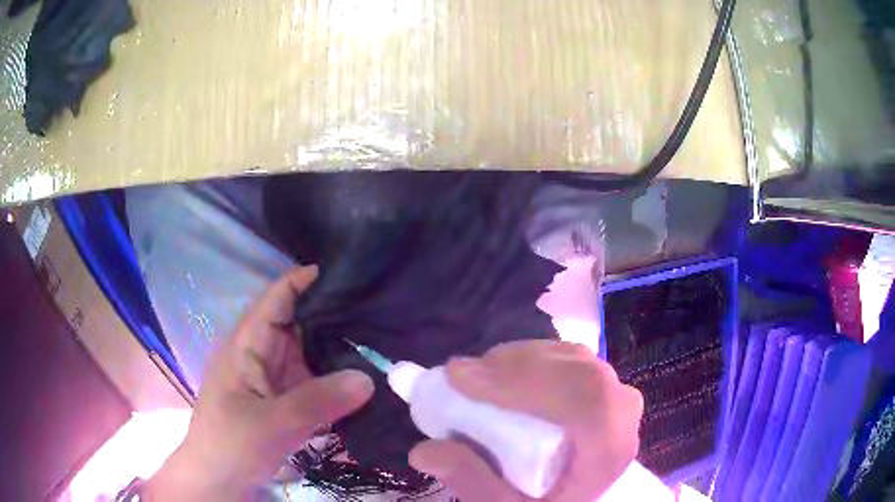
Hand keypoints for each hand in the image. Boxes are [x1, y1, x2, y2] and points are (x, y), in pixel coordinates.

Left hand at [145, 266, 373, 499]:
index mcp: (249, 343)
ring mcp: (277, 376)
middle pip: (303, 321)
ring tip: (386, 339)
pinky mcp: (287, 398)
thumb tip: (369, 378)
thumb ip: (317, 401)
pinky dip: (340, 376)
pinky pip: (318, 378)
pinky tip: (369, 375)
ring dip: (343, 346)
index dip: (313, 279)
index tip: (358, 275)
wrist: (218, 480)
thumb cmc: (231, 444)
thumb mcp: (271, 423)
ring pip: (313, 350)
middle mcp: (264, 352)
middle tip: (386, 311)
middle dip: (339, 313)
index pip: (281, 296)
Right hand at [409, 340, 642, 501]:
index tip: (462, 378)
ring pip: (569, 356)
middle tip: (460, 375)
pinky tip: (501, 374)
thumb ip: (473, 482)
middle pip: (575, 369)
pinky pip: (566, 357)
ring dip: (518, 360)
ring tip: (476, 377)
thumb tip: (423, 451)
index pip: (584, 398)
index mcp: (611, 447)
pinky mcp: (601, 382)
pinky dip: (528, 359)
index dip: (524, 380)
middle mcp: (623, 410)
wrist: (583, 497)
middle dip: (513, 366)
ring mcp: (615, 390)